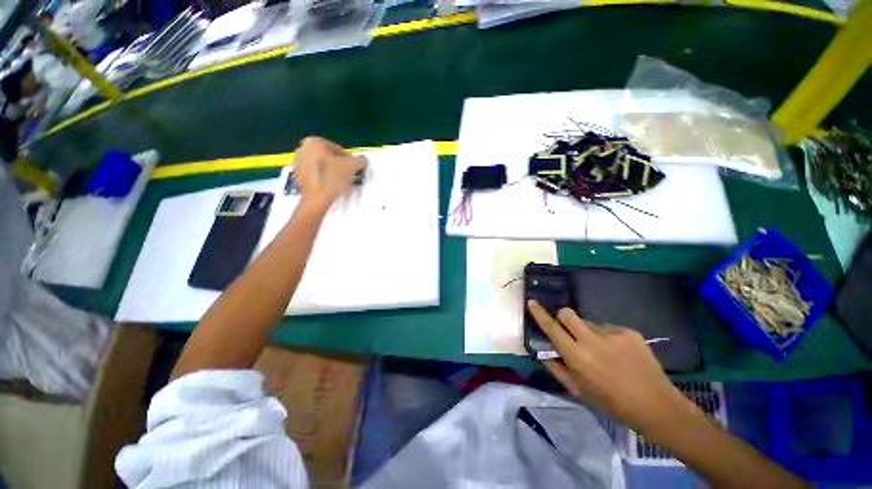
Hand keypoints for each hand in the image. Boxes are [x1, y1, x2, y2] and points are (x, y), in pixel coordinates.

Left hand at [293, 136, 367, 208]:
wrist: (317, 199)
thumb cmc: (333, 177)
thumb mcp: (353, 166)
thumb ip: (360, 160)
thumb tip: (363, 160)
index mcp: (313, 142)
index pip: (338, 149)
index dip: (349, 160)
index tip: (354, 169)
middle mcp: (302, 150)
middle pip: (328, 158)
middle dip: (340, 166)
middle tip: (350, 176)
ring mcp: (298, 166)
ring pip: (322, 168)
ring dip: (333, 174)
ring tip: (343, 184)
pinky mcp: (298, 179)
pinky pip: (316, 178)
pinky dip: (325, 181)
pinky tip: (333, 189)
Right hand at [527, 300, 693, 437]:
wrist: (657, 406)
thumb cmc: (612, 403)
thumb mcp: (579, 391)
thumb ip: (557, 369)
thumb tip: (543, 352)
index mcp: (577, 356)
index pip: (552, 328)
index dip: (539, 313)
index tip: (532, 302)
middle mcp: (592, 340)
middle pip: (567, 313)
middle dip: (563, 318)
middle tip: (570, 331)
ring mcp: (613, 334)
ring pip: (589, 322)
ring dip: (588, 332)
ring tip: (603, 352)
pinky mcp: (630, 332)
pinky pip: (609, 328)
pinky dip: (608, 337)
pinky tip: (620, 354)